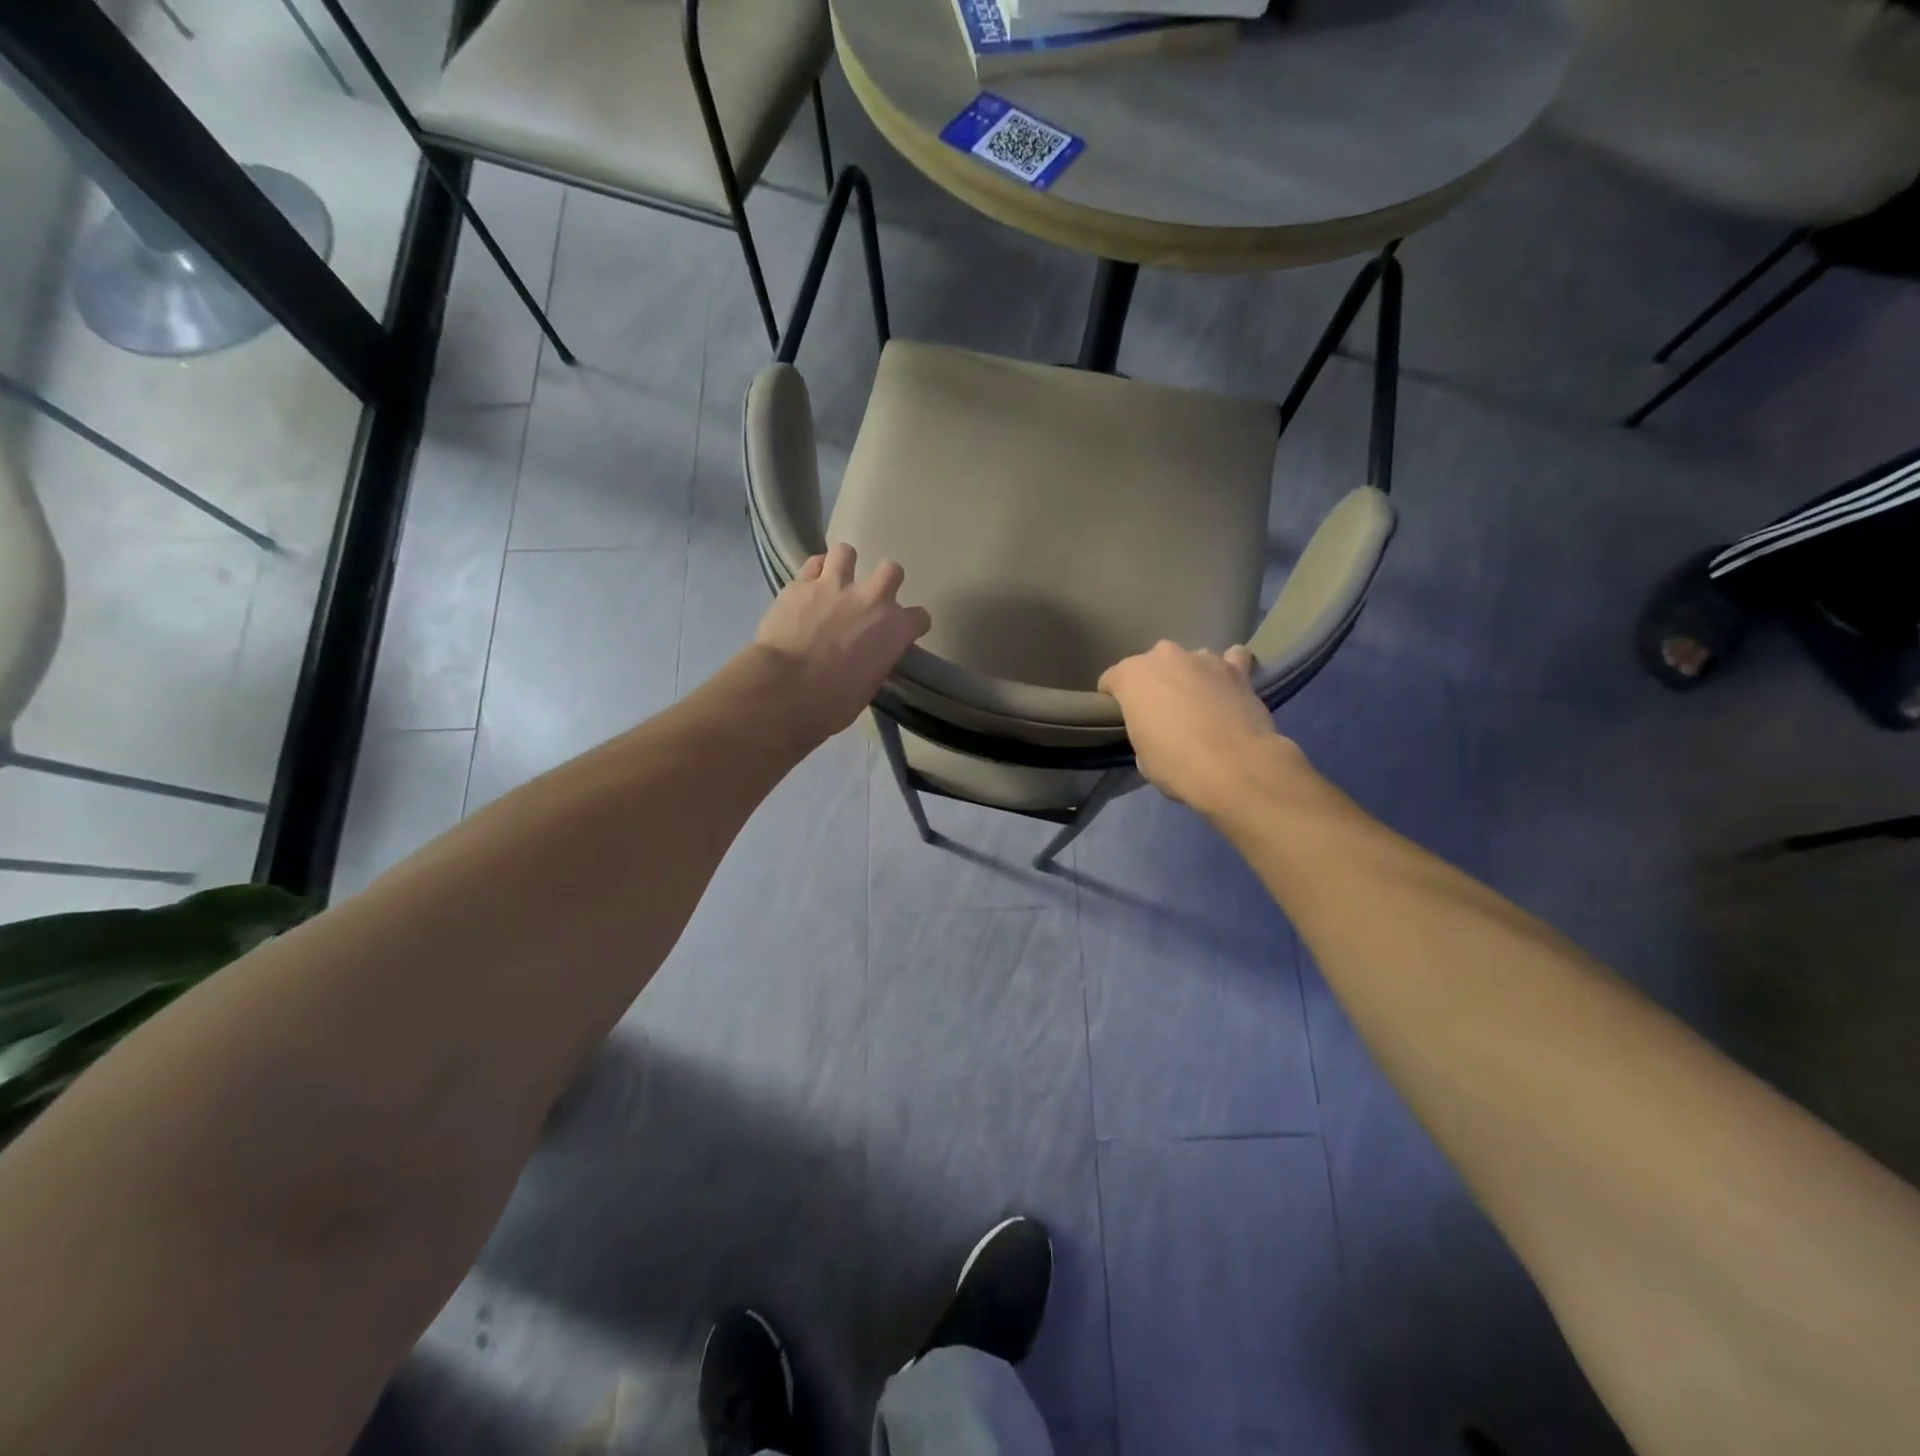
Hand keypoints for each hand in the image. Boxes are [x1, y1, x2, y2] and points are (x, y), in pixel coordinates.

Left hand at [750, 542, 931, 743]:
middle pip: (892, 571)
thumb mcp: (869, 686)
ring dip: (843, 565)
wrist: (786, 689)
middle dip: (884, 582)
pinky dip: (813, 571)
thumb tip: (868, 657)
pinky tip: (809, 585)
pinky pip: (812, 563)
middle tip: (868, 599)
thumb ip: (876, 660)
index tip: (899, 634)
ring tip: (834, 581)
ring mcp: (835, 585)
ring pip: (847, 552)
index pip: (920, 617)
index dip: (910, 625)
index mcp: (895, 629)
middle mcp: (872, 598)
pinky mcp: (800, 583)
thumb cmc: (833, 702)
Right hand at [1098, 641, 1294, 813]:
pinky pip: (1232, 660)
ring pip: (1190, 661)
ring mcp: (1203, 658)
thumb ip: (1143, 729)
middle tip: (1164, 713)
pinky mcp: (1238, 668)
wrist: (1233, 766)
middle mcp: (1164, 656)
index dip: (1116, 701)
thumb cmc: (1175, 763)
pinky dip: (1229, 670)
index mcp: (1131, 676)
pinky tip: (1230, 686)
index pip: (1111, 680)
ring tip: (1201, 703)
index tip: (1125, 719)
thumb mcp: (1142, 754)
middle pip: (1152, 665)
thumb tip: (1158, 729)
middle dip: (1155, 684)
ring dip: (1191, 676)